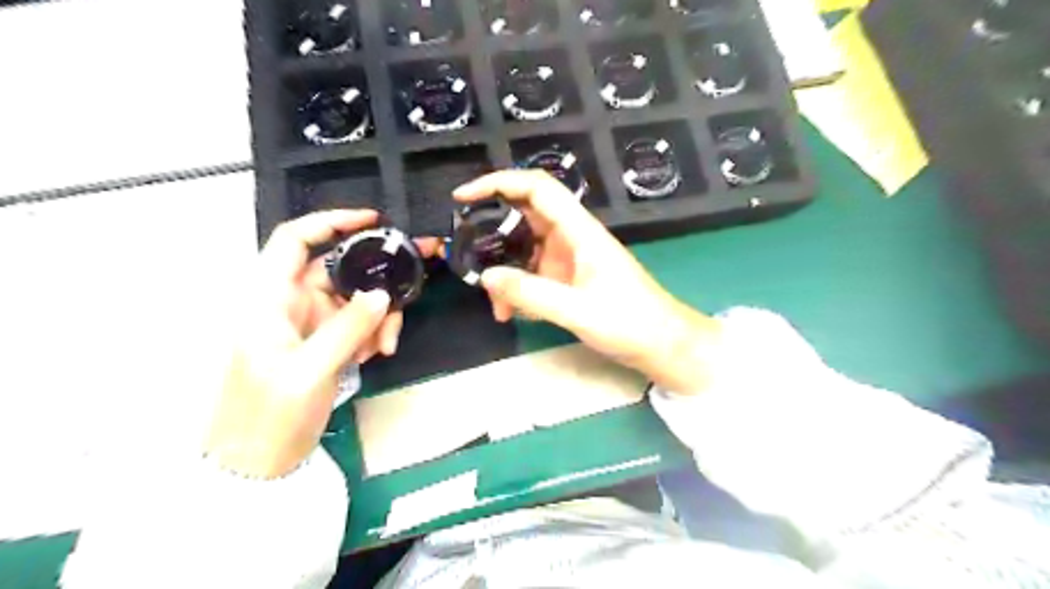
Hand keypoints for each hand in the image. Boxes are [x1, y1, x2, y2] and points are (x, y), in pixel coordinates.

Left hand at [206, 209, 398, 478]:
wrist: (257, 466)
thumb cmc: (269, 417)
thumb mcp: (310, 372)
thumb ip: (347, 329)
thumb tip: (382, 294)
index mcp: (269, 299)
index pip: (295, 241)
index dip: (331, 222)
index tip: (374, 221)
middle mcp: (289, 303)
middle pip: (338, 270)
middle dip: (375, 279)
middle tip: (411, 284)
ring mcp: (308, 324)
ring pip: (354, 299)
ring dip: (377, 315)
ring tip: (384, 345)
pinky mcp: (322, 343)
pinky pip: (355, 324)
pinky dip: (371, 333)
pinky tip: (374, 355)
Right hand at [451, 170, 722, 394]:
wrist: (663, 345)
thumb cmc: (630, 322)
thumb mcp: (577, 310)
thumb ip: (530, 294)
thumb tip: (486, 277)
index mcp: (580, 231)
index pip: (537, 188)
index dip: (499, 182)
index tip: (463, 197)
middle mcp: (572, 238)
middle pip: (524, 218)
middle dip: (492, 235)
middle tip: (465, 255)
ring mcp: (570, 259)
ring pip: (525, 251)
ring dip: (506, 273)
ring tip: (496, 306)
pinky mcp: (570, 280)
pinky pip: (534, 275)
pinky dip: (519, 290)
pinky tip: (513, 314)